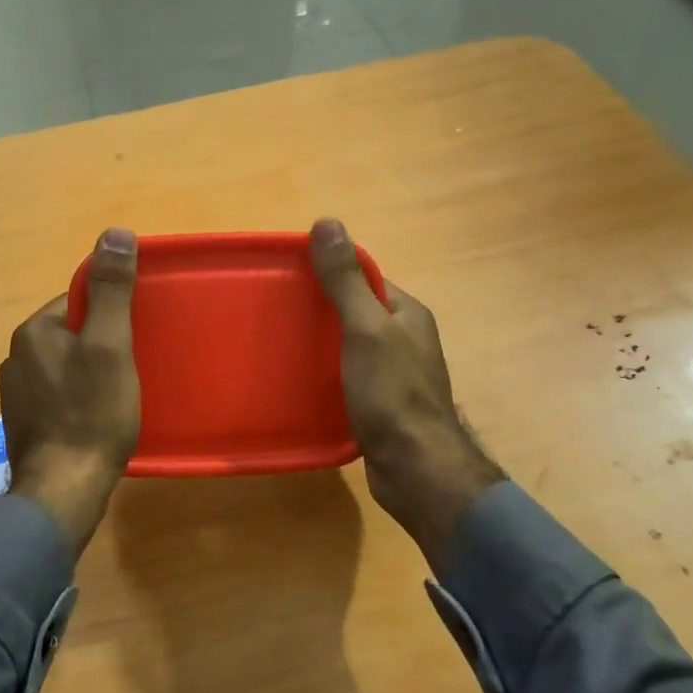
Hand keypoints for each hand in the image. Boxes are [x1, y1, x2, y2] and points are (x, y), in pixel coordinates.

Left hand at [0, 228, 140, 555]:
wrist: (64, 491)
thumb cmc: (92, 413)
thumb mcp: (110, 345)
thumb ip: (111, 290)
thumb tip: (114, 232)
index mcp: (31, 332)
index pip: (75, 302)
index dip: (110, 315)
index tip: (134, 337)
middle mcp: (14, 358)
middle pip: (69, 334)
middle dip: (100, 343)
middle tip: (132, 367)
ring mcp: (15, 395)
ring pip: (63, 366)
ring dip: (89, 371)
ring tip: (118, 394)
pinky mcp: (23, 425)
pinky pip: (56, 395)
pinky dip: (77, 399)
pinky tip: (96, 418)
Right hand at [309, 218, 504, 567]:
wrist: (416, 469)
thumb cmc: (392, 393)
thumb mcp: (366, 329)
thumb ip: (346, 280)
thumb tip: (327, 222)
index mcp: (407, 313)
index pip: (365, 278)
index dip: (330, 273)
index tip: (290, 276)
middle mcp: (405, 339)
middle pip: (355, 311)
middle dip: (320, 309)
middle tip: (277, 312)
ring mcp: (394, 374)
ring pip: (350, 346)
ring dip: (320, 343)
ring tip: (280, 344)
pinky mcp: (380, 404)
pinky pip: (348, 376)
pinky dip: (325, 373)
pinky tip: (299, 380)